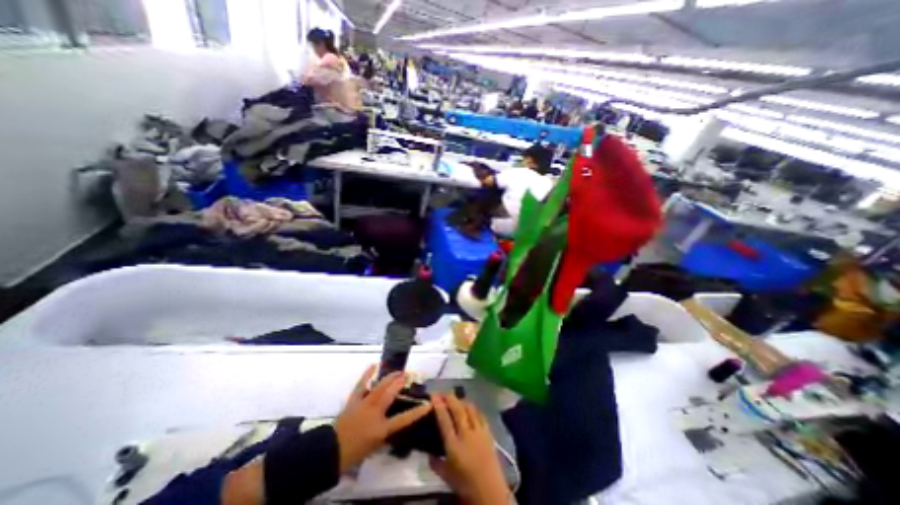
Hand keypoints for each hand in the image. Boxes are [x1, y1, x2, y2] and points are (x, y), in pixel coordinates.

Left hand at [333, 366, 432, 471]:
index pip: (404, 419)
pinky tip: (374, 365)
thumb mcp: (375, 447)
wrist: (330, 452)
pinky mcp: (354, 400)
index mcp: (382, 428)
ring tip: (398, 371)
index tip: (429, 404)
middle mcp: (375, 412)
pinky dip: (368, 374)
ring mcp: (364, 404)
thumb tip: (394, 425)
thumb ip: (386, 434)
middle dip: (402, 383)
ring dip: (390, 377)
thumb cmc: (354, 453)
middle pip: (391, 394)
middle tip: (411, 375)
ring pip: (380, 386)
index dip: (418, 412)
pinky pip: (362, 384)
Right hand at [426, 395, 504, 504]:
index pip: (444, 419)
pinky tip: (470, 407)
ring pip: (469, 408)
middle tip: (443, 393)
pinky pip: (479, 414)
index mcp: (454, 446)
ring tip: (455, 399)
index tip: (434, 395)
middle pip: (457, 409)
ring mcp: (479, 431)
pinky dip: (473, 408)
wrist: (490, 492)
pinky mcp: (488, 432)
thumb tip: (428, 453)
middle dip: (449, 398)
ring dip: (461, 401)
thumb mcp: (447, 477)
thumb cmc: (466, 485)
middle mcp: (466, 434)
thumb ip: (435, 463)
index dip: (438, 405)